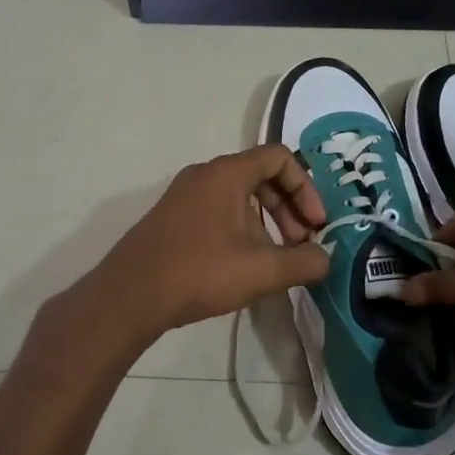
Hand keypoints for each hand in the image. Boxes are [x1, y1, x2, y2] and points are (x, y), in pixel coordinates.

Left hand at [62, 145, 330, 359]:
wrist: (129, 296)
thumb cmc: (200, 272)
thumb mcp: (262, 270)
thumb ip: (303, 262)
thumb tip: (325, 259)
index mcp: (227, 173)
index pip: (280, 158)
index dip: (306, 188)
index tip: (315, 225)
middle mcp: (204, 175)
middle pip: (261, 176)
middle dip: (289, 208)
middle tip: (301, 244)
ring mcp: (184, 195)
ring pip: (239, 196)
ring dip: (266, 222)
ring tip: (275, 260)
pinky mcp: (172, 218)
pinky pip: (218, 210)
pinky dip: (241, 228)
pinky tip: (242, 266)